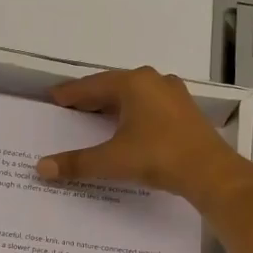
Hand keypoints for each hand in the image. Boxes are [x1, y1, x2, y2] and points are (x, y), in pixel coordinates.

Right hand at [36, 66, 252, 211]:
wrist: (210, 172)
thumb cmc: (158, 157)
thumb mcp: (112, 160)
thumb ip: (76, 163)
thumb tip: (42, 168)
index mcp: (133, 84)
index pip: (92, 86)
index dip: (71, 93)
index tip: (54, 97)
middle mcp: (154, 81)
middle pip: (114, 87)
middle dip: (92, 97)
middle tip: (71, 107)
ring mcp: (174, 95)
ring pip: (135, 95)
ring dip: (115, 104)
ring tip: (96, 116)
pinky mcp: (186, 112)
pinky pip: (150, 106)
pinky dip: (133, 113)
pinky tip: (128, 127)